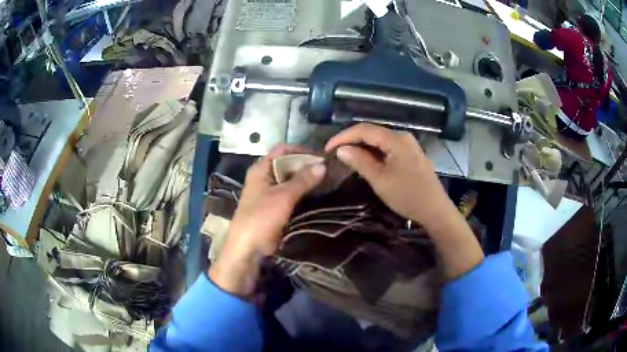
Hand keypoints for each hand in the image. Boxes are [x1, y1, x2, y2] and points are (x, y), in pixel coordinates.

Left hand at [209, 144, 325, 296]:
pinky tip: (317, 194)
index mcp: (261, 168)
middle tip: (328, 170)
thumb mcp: (283, 196)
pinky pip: (290, 193)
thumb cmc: (261, 217)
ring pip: (289, 179)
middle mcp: (264, 176)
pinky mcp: (274, 205)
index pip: (283, 150)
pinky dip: (302, 192)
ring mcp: (268, 191)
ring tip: (326, 181)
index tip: (321, 157)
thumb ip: (303, 180)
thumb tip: (323, 165)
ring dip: (305, 180)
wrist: (248, 247)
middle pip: (287, 164)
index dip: (301, 151)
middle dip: (306, 166)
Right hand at [325, 123, 483, 277]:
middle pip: (371, 132)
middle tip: (335, 153)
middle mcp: (402, 136)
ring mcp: (408, 144)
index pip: (363, 129)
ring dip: (362, 146)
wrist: (435, 210)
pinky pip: (387, 147)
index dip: (343, 137)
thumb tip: (341, 149)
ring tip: (346, 157)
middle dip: (351, 140)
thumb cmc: (407, 195)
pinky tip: (365, 161)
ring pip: (379, 139)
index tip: (327, 149)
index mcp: (395, 139)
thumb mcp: (380, 180)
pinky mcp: (410, 154)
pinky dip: (373, 152)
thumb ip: (360, 161)